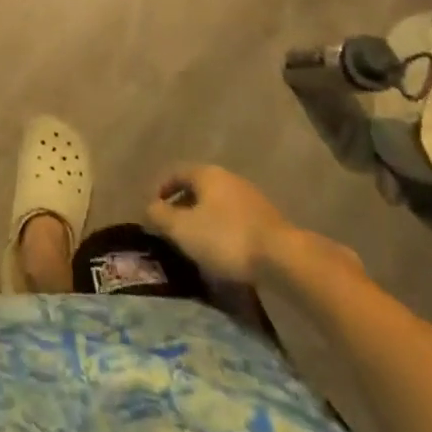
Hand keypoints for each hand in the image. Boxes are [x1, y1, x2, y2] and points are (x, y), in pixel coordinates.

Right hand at [145, 165, 292, 284]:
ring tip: (196, 245)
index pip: (175, 172)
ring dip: (203, 221)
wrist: (283, 259)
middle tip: (172, 230)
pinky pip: (235, 220)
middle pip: (197, 188)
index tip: (152, 211)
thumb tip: (148, 208)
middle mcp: (228, 178)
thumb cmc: (226, 237)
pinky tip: (222, 253)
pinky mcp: (267, 221)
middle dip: (182, 207)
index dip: (160, 189)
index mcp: (207, 173)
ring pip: (217, 205)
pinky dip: (223, 232)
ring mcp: (251, 198)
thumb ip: (160, 216)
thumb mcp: (183, 229)